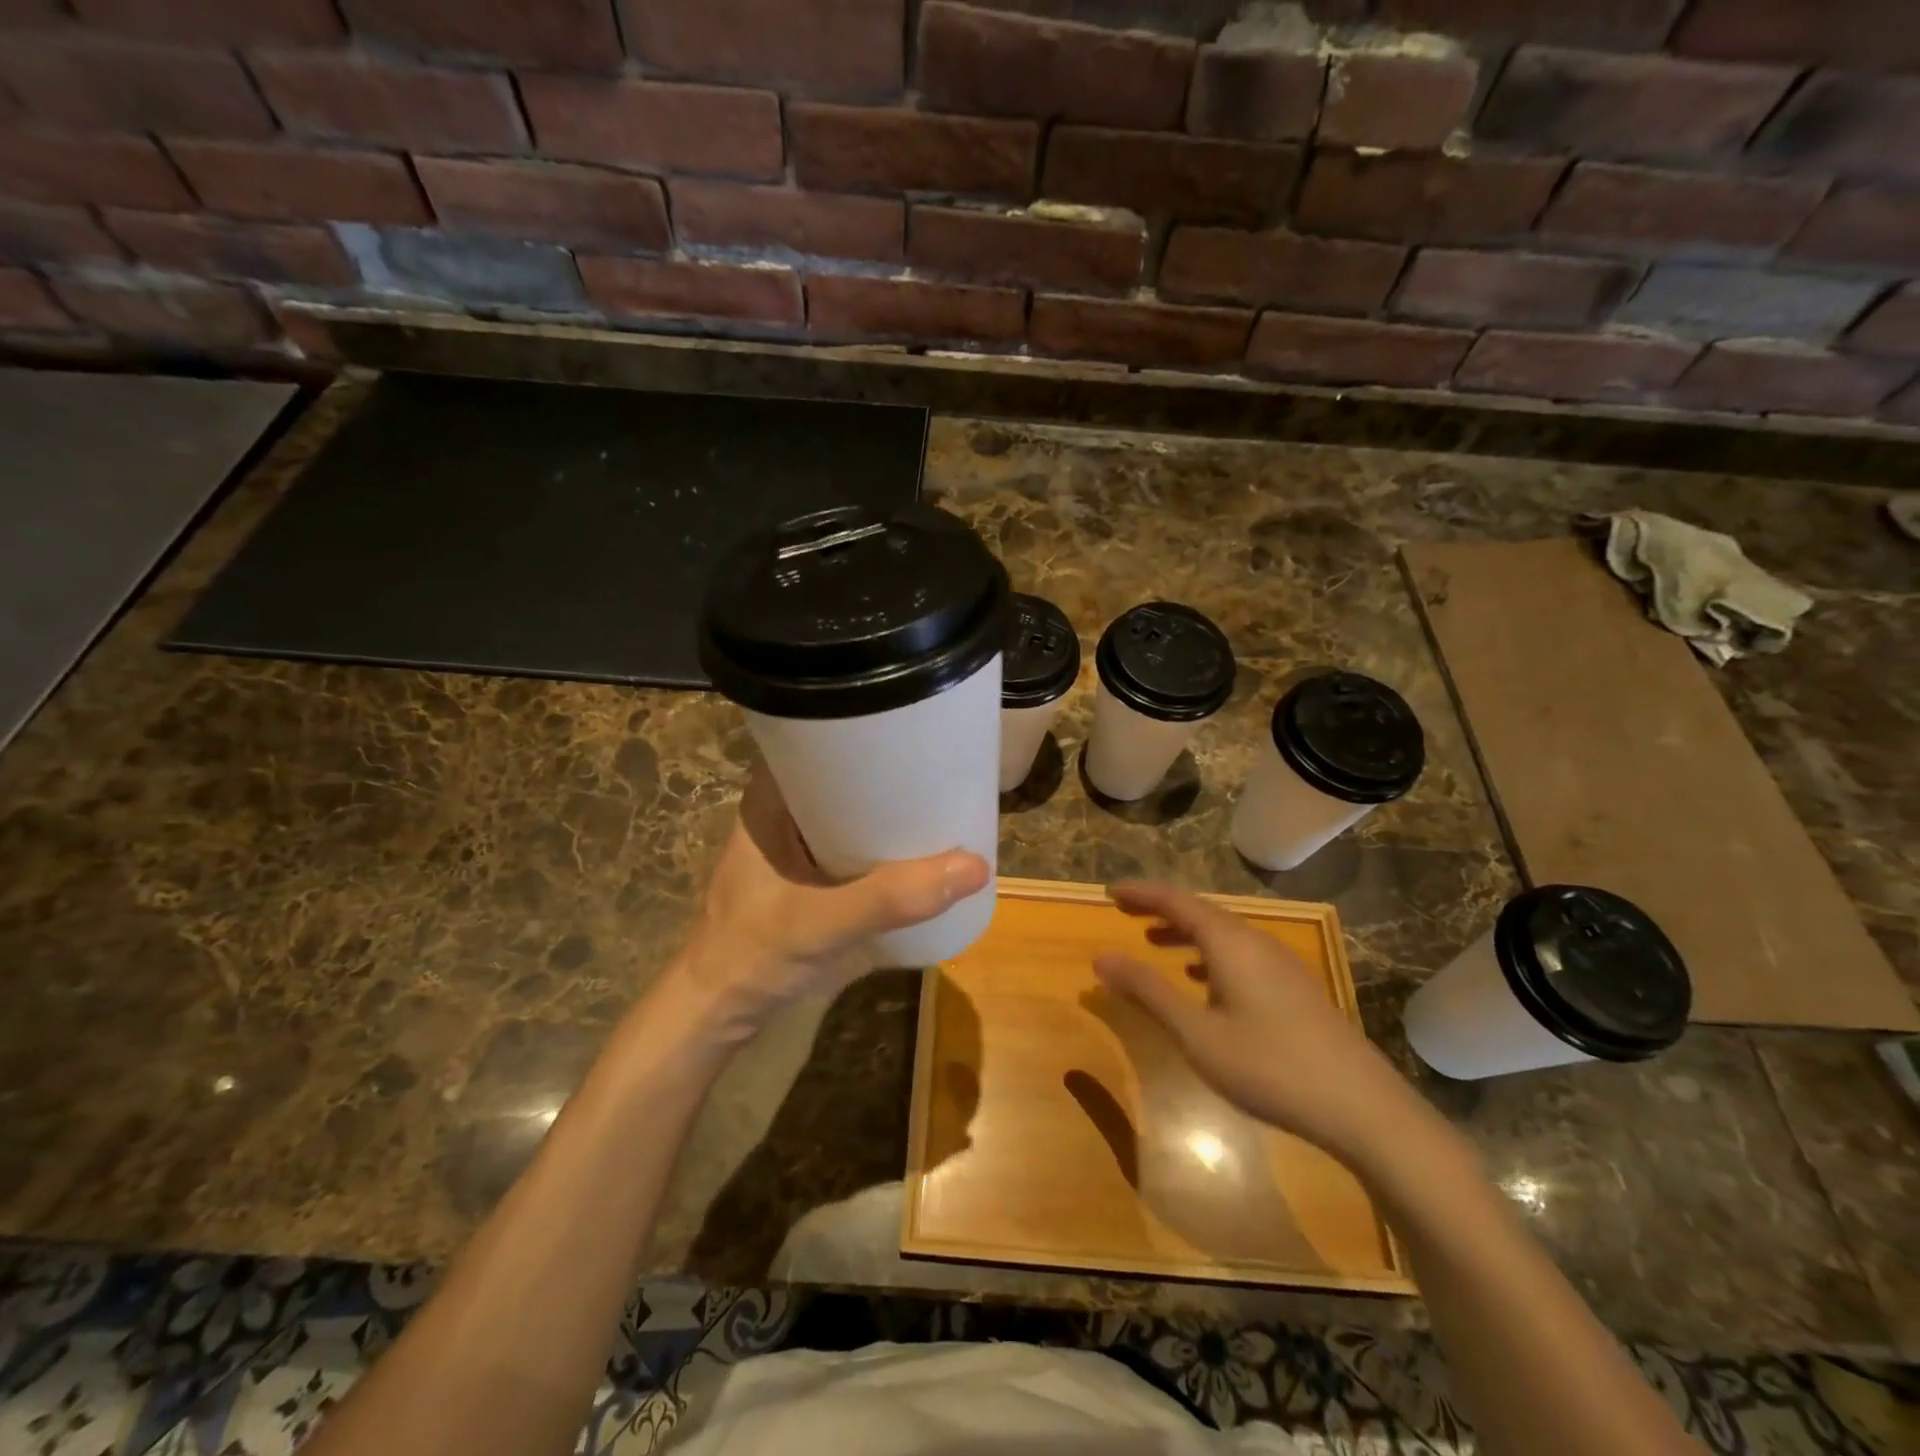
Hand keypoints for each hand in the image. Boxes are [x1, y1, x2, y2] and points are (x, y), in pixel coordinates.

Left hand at [666, 764, 989, 1044]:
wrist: (718, 1017)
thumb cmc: (752, 954)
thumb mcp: (821, 922)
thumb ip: (891, 898)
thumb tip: (975, 865)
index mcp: (773, 800)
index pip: (822, 741)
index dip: (870, 732)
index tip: (923, 732)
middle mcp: (788, 814)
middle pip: (849, 779)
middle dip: (896, 777)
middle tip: (950, 772)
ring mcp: (801, 850)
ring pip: (858, 817)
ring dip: (895, 817)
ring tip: (949, 806)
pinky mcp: (814, 881)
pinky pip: (859, 852)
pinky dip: (889, 852)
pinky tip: (924, 856)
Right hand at [1093, 881, 1427, 1172]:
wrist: (1364, 1109)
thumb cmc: (1270, 1066)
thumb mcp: (1196, 1033)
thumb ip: (1148, 992)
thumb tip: (1101, 957)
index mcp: (1230, 942)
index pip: (1176, 901)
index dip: (1141, 892)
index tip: (1109, 891)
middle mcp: (1256, 942)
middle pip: (1201, 912)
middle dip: (1160, 909)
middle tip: (1125, 911)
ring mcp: (1281, 965)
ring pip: (1223, 935)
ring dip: (1185, 933)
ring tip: (1154, 942)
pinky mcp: (1295, 989)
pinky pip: (1241, 955)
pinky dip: (1210, 956)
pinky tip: (1203, 983)